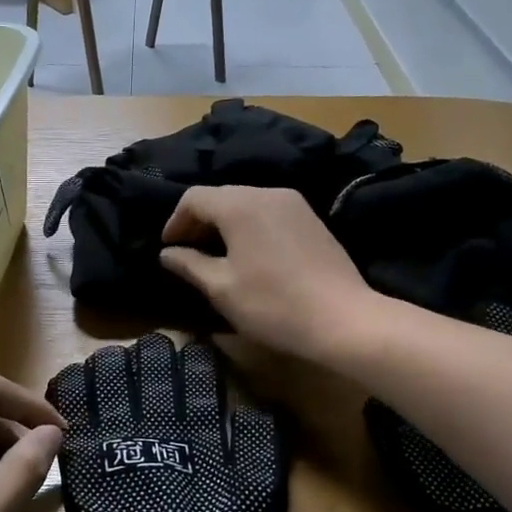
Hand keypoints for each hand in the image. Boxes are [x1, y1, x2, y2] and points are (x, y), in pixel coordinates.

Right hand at [160, 186, 381, 364]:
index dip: (175, 221)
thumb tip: (168, 253)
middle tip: (188, 252)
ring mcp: (294, 204)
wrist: (344, 319)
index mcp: (240, 205)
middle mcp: (267, 192)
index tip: (168, 249)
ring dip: (225, 224)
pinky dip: (249, 226)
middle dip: (199, 221)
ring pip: (246, 203)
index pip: (194, 198)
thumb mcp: (221, 288)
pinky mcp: (311, 219)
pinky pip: (269, 212)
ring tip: (216, 255)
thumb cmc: (273, 304)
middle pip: (221, 196)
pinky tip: (249, 255)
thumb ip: (190, 264)